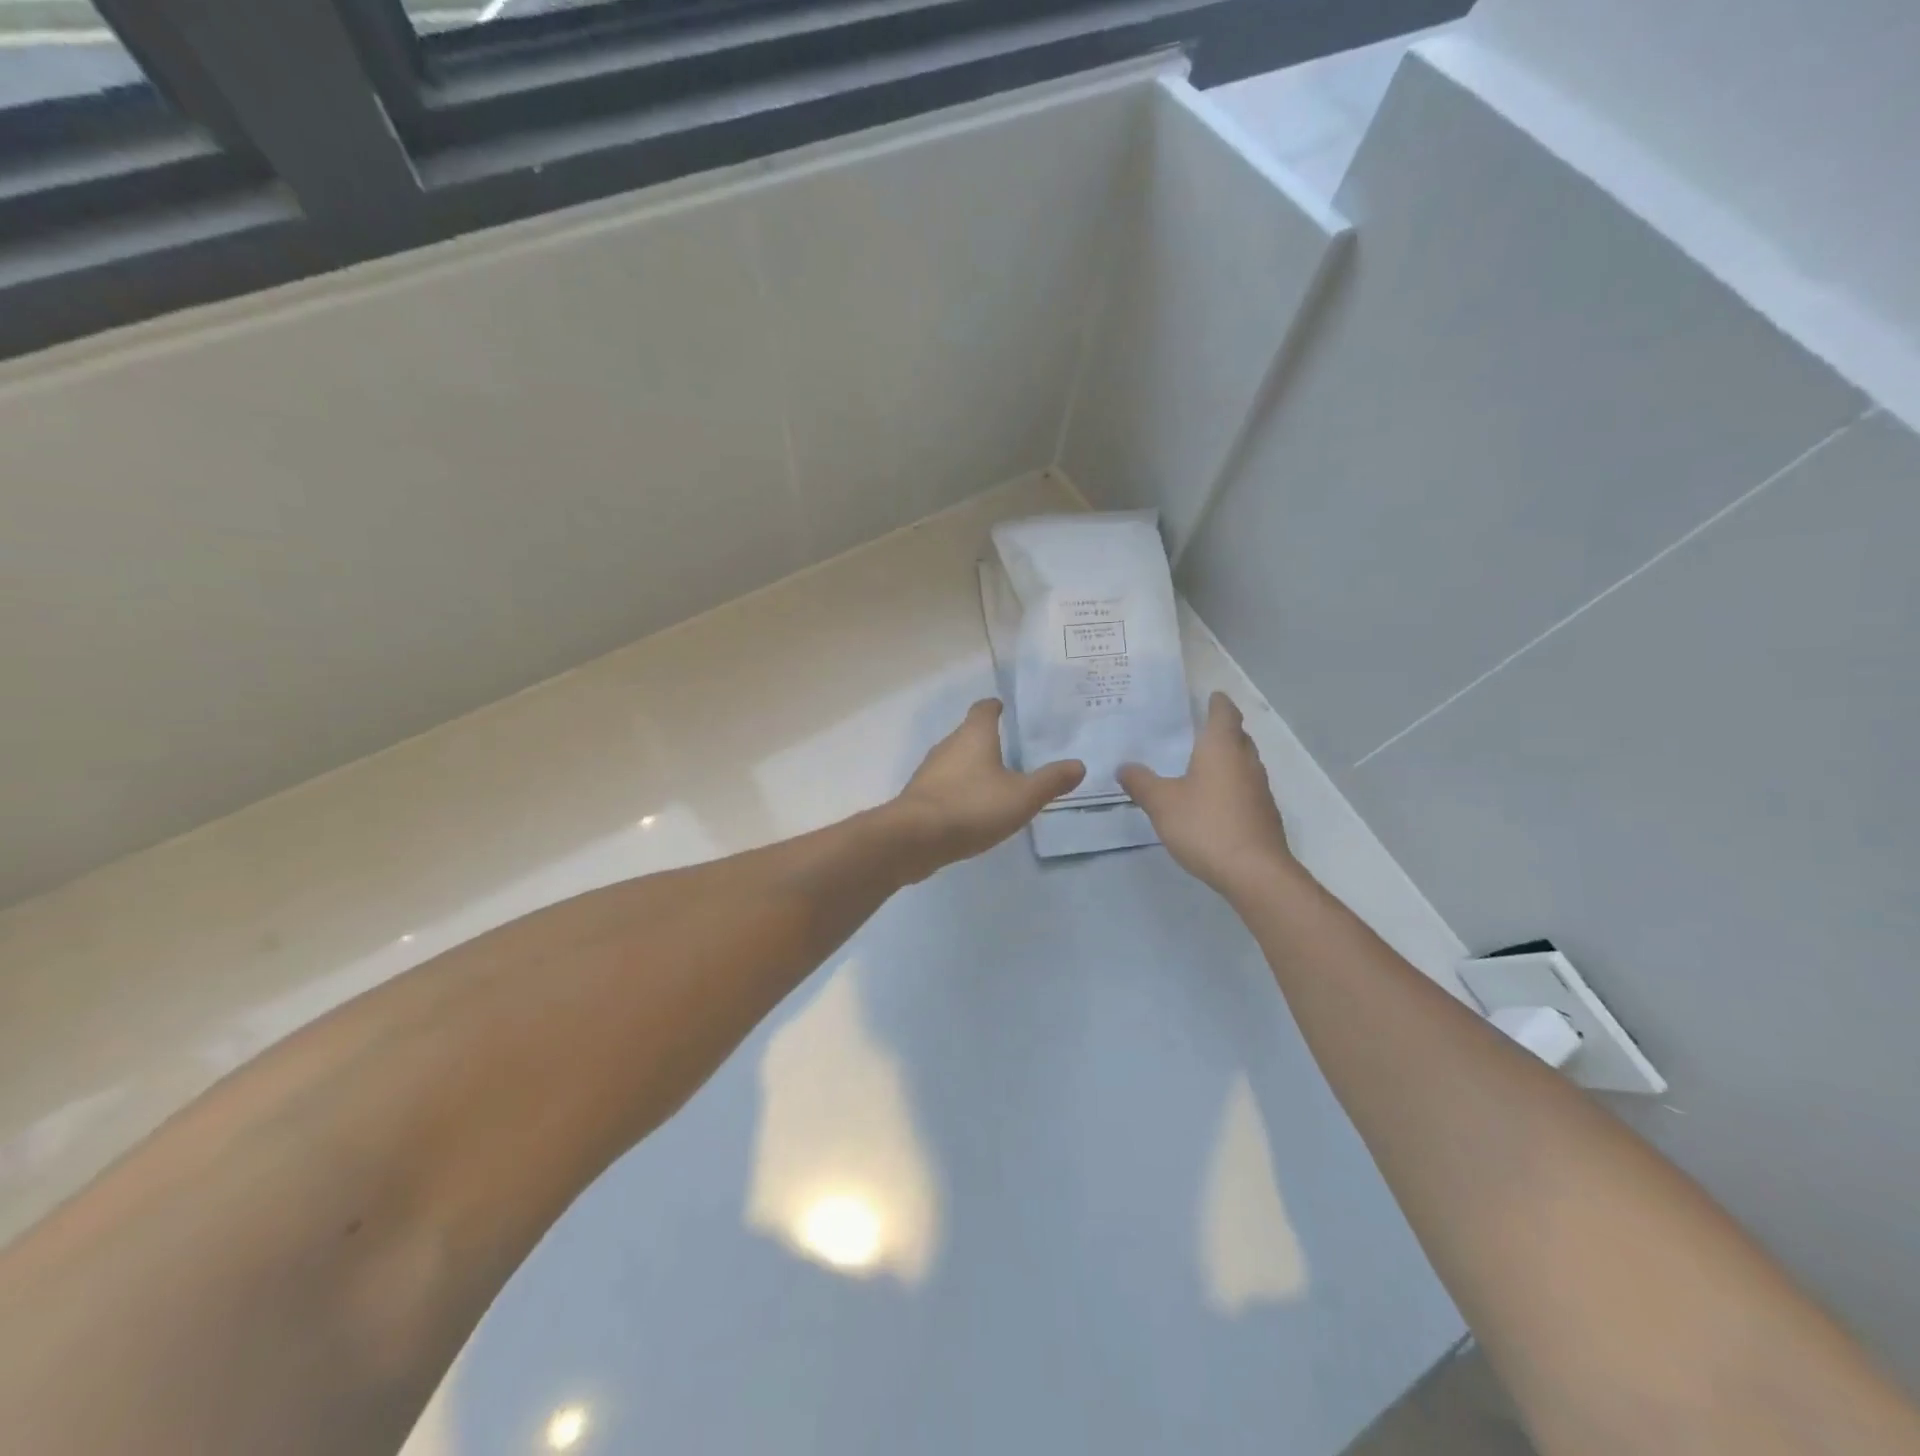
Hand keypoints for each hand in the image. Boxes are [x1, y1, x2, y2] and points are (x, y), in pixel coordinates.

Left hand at [887, 699, 1083, 878]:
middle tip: (1012, 751)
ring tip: (996, 782)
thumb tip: (1079, 765)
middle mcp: (948, 745)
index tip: (1006, 709)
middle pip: (969, 734)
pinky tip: (973, 808)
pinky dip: (960, 790)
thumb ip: (1051, 781)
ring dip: (973, 768)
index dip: (996, 707)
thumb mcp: (1022, 796)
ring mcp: (930, 771)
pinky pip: (945, 785)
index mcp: (974, 735)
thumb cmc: (972, 807)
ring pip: (955, 761)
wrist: (915, 838)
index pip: (984, 709)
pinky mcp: (920, 797)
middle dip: (988, 740)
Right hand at [1118, 692, 1298, 899]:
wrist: (1254, 872)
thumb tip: (1124, 766)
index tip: (1211, 695)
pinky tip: (1214, 800)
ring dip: (1228, 759)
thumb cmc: (1205, 825)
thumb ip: (1141, 782)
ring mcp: (1260, 789)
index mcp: (1221, 748)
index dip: (1217, 703)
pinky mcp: (1264, 814)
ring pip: (1244, 763)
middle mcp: (1245, 761)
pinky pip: (1246, 788)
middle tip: (1200, 728)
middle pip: (1238, 736)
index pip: (1224, 713)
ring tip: (1203, 764)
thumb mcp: (1161, 802)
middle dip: (1223, 730)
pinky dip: (1231, 784)